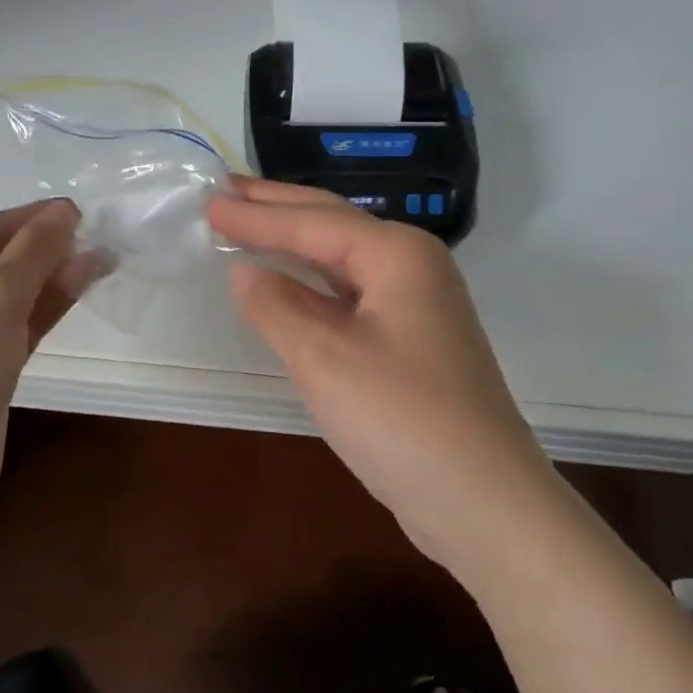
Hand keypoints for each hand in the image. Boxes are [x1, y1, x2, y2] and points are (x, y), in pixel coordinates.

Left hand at [0, 199, 86, 573]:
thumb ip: (32, 253)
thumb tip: (64, 212)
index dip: (31, 220)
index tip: (85, 213)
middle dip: (44, 251)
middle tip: (101, 238)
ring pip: (4, 299)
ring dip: (49, 280)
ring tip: (103, 260)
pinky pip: (10, 333)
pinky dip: (43, 313)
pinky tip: (78, 292)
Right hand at [206, 178, 555, 581]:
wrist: (483, 501)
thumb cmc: (402, 420)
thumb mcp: (324, 359)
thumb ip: (277, 307)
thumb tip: (244, 271)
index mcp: (397, 254)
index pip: (312, 223)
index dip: (256, 213)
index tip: (208, 200)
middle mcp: (412, 266)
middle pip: (333, 225)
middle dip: (277, 208)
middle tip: (226, 191)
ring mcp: (417, 304)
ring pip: (343, 259)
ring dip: (294, 243)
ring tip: (247, 225)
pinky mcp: (412, 340)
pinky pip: (351, 294)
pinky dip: (313, 285)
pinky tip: (288, 286)